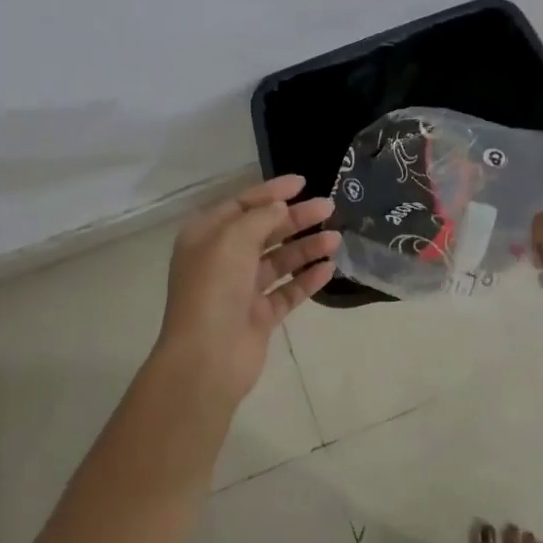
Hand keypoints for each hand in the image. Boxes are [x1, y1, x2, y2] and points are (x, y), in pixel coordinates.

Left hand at [155, 174, 340, 407]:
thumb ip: (260, 217)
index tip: (303, 183)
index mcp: (206, 236)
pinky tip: (329, 269)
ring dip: (306, 248)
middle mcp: (222, 260)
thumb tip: (280, 207)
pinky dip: (306, 279)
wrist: (207, 359)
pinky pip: (287, 291)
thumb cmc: (214, 288)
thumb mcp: (233, 239)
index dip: (272, 192)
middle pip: (264, 231)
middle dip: (296, 218)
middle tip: (329, 208)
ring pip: (279, 261)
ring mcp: (241, 290)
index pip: (242, 205)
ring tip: (336, 239)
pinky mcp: (259, 317)